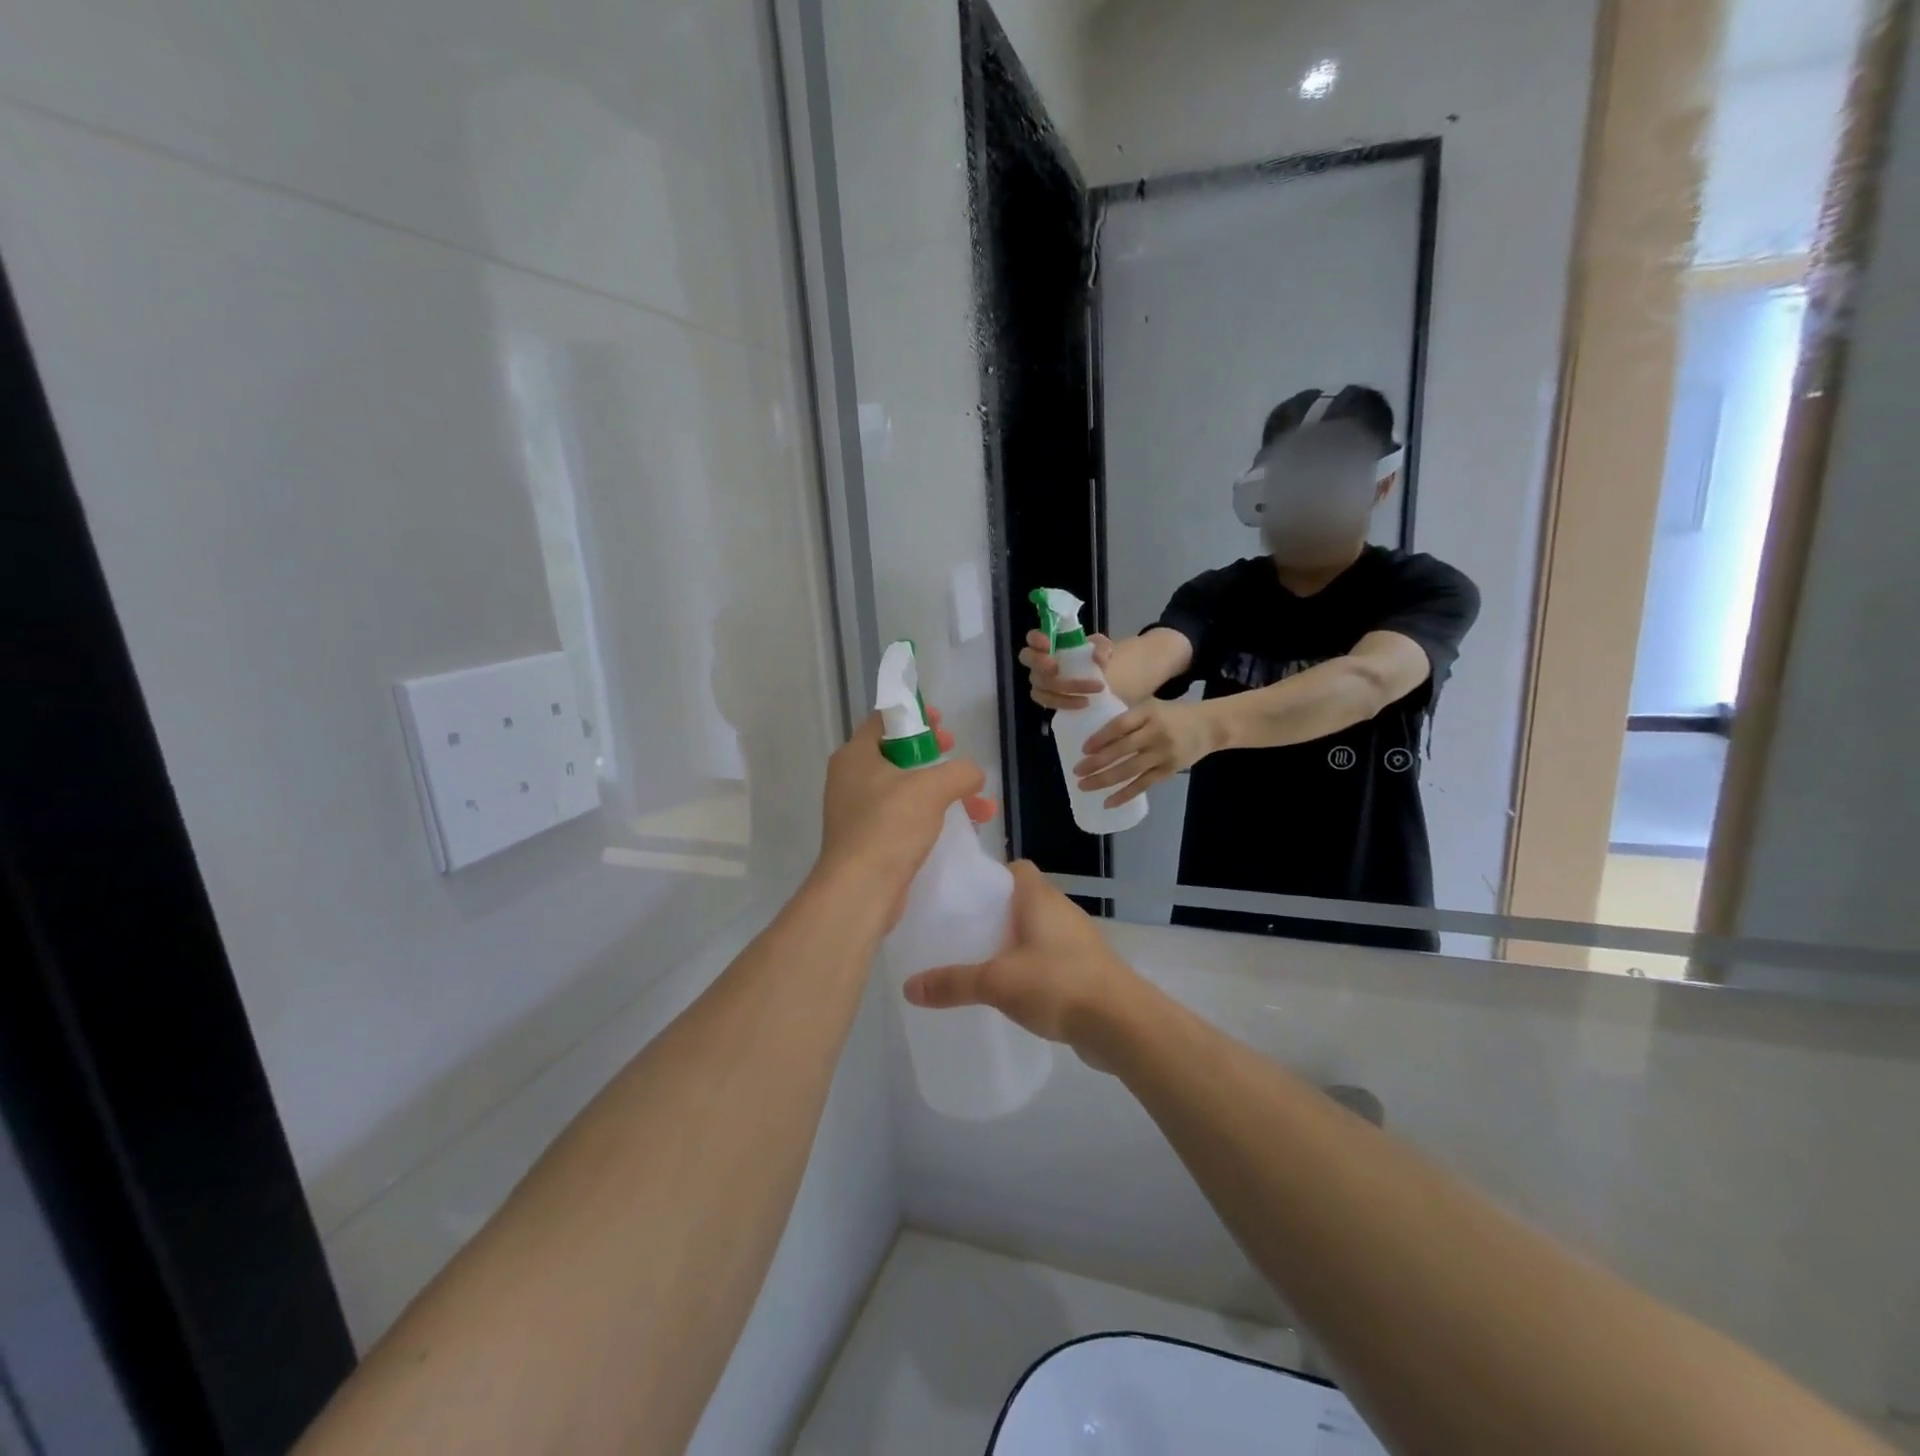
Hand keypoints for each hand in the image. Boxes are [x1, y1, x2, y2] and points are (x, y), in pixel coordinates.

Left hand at [816, 708, 994, 921]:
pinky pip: (905, 818)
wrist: (860, 890)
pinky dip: (933, 818)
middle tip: (955, 756)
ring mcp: (858, 812)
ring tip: (980, 805)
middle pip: (898, 754)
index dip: (915, 716)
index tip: (942, 723)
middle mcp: (851, 779)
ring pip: (906, 790)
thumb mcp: (931, 789)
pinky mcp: (870, 841)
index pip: (884, 720)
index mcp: (855, 755)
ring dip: (944, 792)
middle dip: (934, 756)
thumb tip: (973, 775)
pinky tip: (965, 828)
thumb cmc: (889, 826)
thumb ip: (959, 771)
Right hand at [901, 862, 1140, 1066]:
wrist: (1122, 1023)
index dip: (991, 876)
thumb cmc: (1058, 984)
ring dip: (1016, 941)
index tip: (964, 896)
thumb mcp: (997, 982)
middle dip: (996, 913)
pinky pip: (1053, 956)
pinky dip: (1034, 966)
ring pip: (1039, 930)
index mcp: (1040, 897)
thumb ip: (953, 983)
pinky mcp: (1088, 968)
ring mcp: (1079, 939)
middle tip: (963, 932)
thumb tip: (909, 987)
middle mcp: (1062, 910)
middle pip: (1024, 899)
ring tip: (983, 961)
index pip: (1016, 868)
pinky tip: (1014, 990)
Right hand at [1019, 630, 1113, 710]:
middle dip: (1038, 661)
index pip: (1033, 637)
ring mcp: (1040, 681)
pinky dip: (1066, 702)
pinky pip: (1048, 701)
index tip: (1049, 644)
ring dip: (1065, 686)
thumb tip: (1097, 658)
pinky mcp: (1046, 699)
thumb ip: (1102, 646)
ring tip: (1091, 688)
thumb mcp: (1103, 647)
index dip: (1035, 639)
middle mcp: (1040, 660)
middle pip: (1027, 657)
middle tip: (1054, 667)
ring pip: (1041, 683)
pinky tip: (1084, 702)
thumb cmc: (1095, 660)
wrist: (1102, 685)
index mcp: (1050, 643)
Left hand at [1075, 698, 1217, 807]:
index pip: (1120, 726)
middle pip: (1121, 750)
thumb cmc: (1173, 715)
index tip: (1083, 749)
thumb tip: (1095, 735)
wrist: (1210, 726)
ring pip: (1129, 770)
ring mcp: (1163, 753)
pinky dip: (1125, 795)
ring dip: (1104, 780)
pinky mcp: (1169, 770)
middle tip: (1076, 771)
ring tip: (1084, 786)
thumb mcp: (1151, 706)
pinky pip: (1143, 784)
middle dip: (1096, 763)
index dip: (1100, 738)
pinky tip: (1108, 802)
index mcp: (1148, 712)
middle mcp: (1156, 733)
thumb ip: (1128, 718)